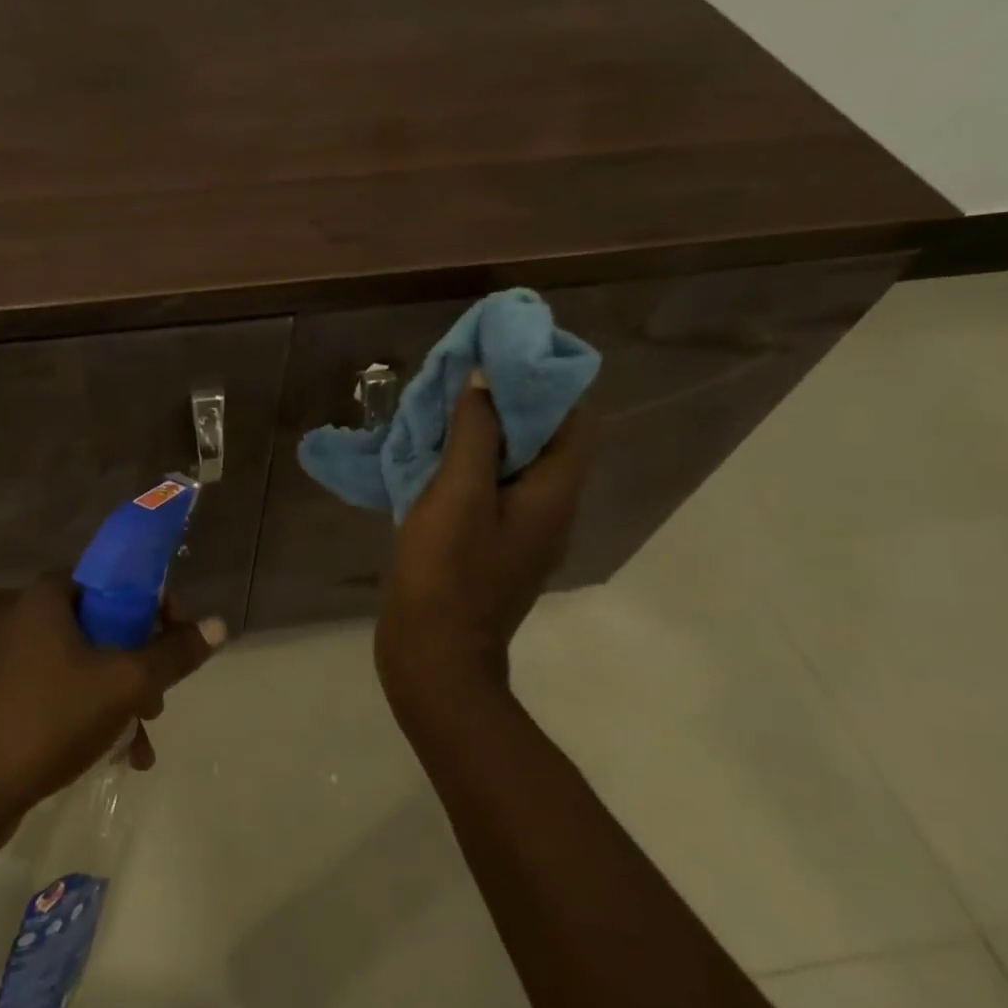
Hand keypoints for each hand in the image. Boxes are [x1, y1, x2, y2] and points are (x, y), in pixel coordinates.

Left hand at [0, 577, 225, 837]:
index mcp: (47, 595)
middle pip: (103, 623)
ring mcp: (9, 658)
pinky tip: (118, 755)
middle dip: (141, 662)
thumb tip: (218, 625)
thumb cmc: (49, 719)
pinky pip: (61, 690)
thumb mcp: (124, 683)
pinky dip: (91, 712)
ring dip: (121, 695)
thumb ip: (174, 653)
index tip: (178, 639)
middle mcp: (24, 615)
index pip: (115, 579)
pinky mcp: (2, 696)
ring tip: (143, 737)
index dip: (155, 605)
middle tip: (159, 699)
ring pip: (85, 663)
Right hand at [376, 371, 594, 717]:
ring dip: (486, 429)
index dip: (548, 380)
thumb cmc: (446, 572)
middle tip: (466, 373)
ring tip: (445, 405)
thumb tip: (486, 379)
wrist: (432, 655)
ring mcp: (521, 530)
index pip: (575, 419)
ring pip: (514, 462)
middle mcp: (550, 508)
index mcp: (554, 493)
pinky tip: (433, 454)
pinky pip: (491, 487)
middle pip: (545, 438)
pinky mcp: (491, 544)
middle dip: (510, 399)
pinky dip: (470, 461)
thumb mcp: (457, 493)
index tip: (507, 352)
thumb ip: (475, 433)